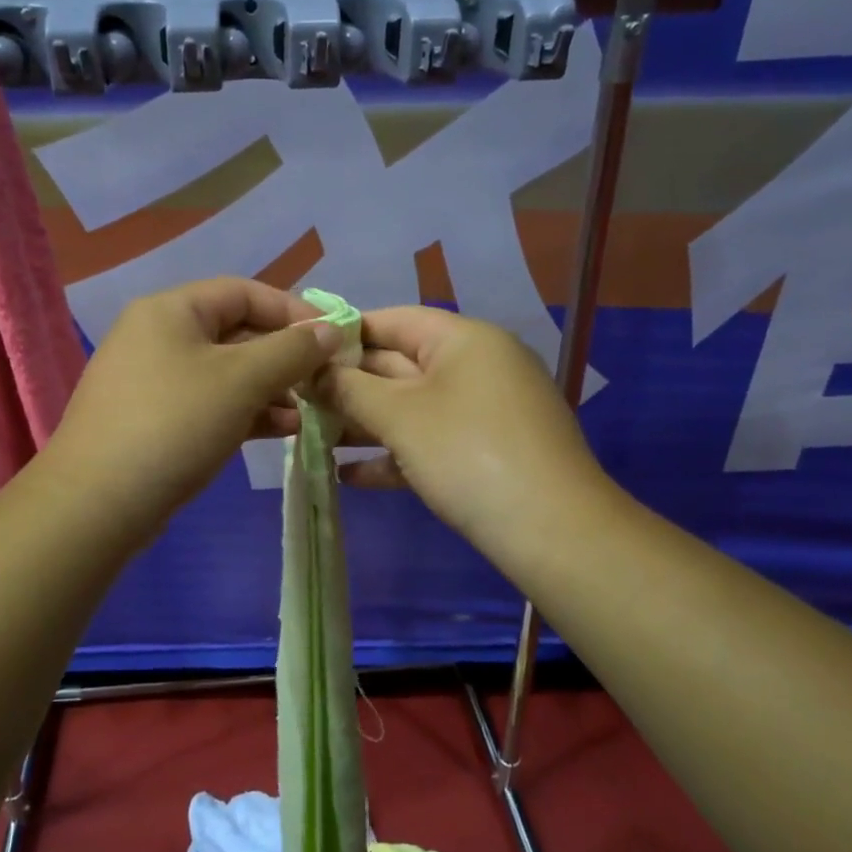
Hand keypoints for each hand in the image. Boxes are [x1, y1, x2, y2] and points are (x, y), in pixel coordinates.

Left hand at [42, 278, 345, 533]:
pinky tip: (278, 429)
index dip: (291, 310)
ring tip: (306, 411)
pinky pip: (208, 403)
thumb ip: (291, 350)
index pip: (243, 292)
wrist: (97, 502)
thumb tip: (331, 329)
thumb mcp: (241, 381)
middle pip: (234, 332)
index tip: (331, 338)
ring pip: (224, 373)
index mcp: (170, 310)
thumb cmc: (174, 424)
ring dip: (268, 388)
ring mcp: (151, 380)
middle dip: (282, 356)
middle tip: (322, 381)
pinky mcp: (152, 420)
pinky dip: (244, 411)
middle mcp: (156, 336)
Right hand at [318, 307, 616, 563]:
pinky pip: (432, 440)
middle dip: (349, 385)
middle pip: (401, 365)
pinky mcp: (488, 451)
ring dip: (365, 423)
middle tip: (298, 400)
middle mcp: (479, 365)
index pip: (395, 320)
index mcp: (464, 339)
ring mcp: (486, 411)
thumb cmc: (467, 454)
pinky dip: (395, 454)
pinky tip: (351, 477)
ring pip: (413, 407)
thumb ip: (350, 389)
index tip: (302, 351)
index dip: (345, 333)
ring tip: (313, 437)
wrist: (552, 531)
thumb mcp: (399, 417)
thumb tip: (314, 372)